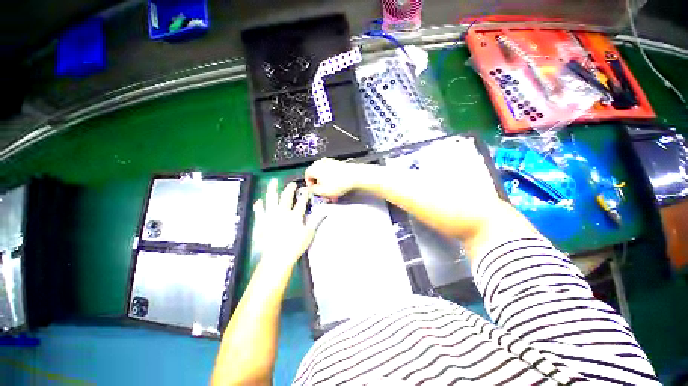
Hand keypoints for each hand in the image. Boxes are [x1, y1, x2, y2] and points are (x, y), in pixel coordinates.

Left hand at [253, 179, 317, 270]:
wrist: (276, 258)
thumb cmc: (295, 246)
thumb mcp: (309, 234)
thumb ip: (316, 221)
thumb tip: (325, 212)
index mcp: (295, 215)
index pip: (302, 201)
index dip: (305, 194)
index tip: (306, 189)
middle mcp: (282, 212)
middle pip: (286, 196)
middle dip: (290, 188)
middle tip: (292, 184)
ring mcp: (270, 216)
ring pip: (270, 198)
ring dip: (272, 189)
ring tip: (273, 181)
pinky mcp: (261, 222)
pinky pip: (259, 210)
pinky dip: (259, 205)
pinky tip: (259, 200)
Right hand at [304, 158, 363, 198]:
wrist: (354, 176)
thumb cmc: (339, 182)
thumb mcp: (322, 191)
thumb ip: (313, 191)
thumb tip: (310, 190)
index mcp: (314, 168)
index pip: (307, 176)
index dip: (310, 185)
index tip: (314, 191)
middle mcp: (321, 163)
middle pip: (317, 176)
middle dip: (320, 187)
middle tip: (324, 194)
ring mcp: (330, 162)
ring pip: (325, 176)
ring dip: (327, 185)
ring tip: (333, 193)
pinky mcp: (337, 164)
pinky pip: (332, 173)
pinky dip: (333, 180)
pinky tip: (338, 188)